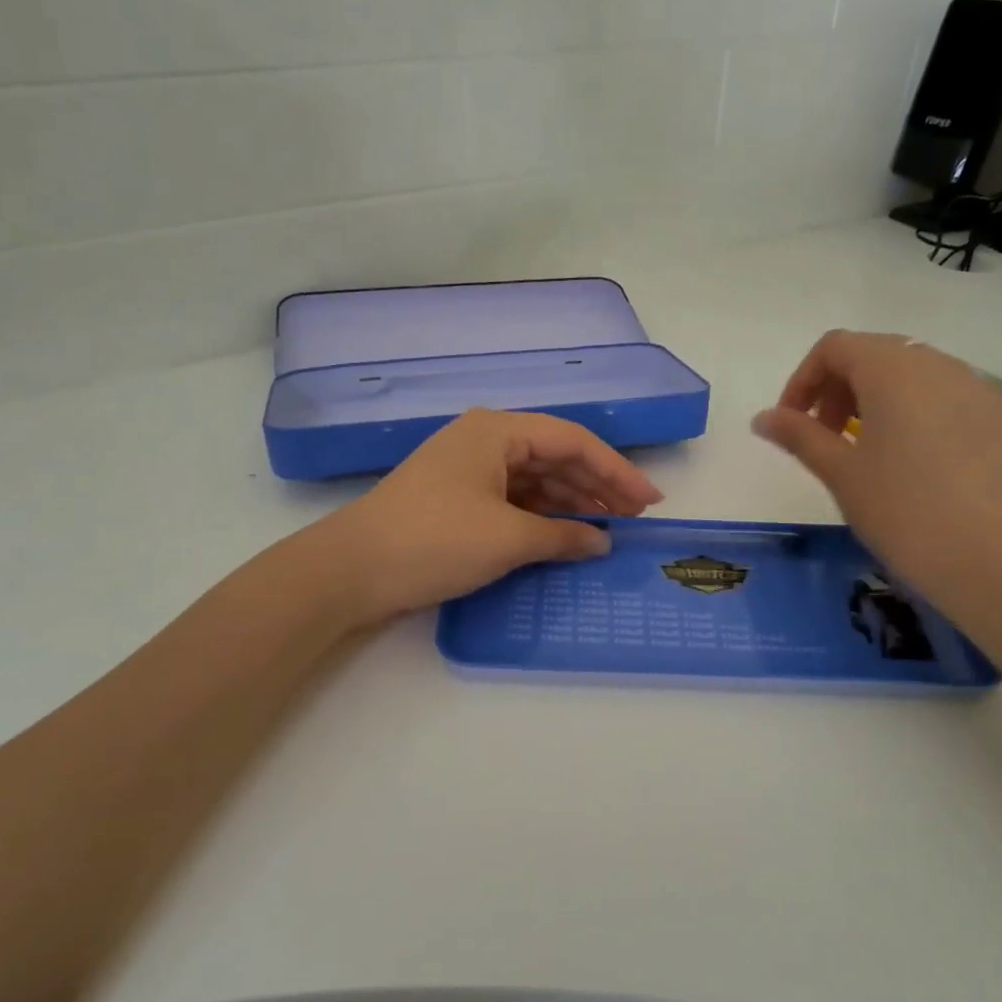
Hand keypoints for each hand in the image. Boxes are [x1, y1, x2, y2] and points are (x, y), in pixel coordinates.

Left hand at [317, 409, 662, 623]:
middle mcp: (485, 440)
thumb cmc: (435, 540)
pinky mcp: (458, 499)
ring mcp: (469, 470)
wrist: (352, 570)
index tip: (649, 501)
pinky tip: (565, 536)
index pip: (573, 441)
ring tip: (609, 529)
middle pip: (556, 457)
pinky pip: (514, 500)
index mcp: (498, 431)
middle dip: (597, 486)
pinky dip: (543, 517)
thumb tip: (601, 542)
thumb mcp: (508, 538)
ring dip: (572, 502)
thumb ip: (563, 537)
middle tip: (635, 518)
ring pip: (535, 480)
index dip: (617, 470)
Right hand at [752, 330, 1001, 615]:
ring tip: (865, 451)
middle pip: (873, 354)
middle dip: (837, 388)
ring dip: (874, 399)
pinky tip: (911, 461)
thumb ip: (799, 436)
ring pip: (911, 373)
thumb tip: (762, 418)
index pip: (835, 347)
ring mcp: (976, 388)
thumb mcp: (841, 473)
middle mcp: (938, 365)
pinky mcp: (1000, 417)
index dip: (803, 380)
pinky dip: (913, 412)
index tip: (792, 424)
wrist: (997, 561)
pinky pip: (944, 396)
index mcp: (893, 370)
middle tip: (824, 438)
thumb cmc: (904, 512)